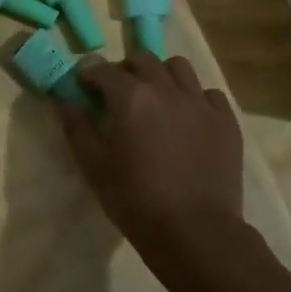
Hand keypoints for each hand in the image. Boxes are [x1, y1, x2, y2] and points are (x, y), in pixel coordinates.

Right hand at [57, 52, 245, 263]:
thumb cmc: (134, 199)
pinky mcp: (226, 121)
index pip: (103, 69)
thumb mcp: (93, 165)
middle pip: (143, 60)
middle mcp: (166, 89)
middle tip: (119, 94)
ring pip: (179, 68)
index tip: (83, 86)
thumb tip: (64, 99)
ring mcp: (200, 102)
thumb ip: (76, 126)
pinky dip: (194, 98)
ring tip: (157, 99)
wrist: (194, 231)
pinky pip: (209, 94)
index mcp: (130, 97)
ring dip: (162, 75)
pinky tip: (188, 119)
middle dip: (126, 70)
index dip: (89, 74)